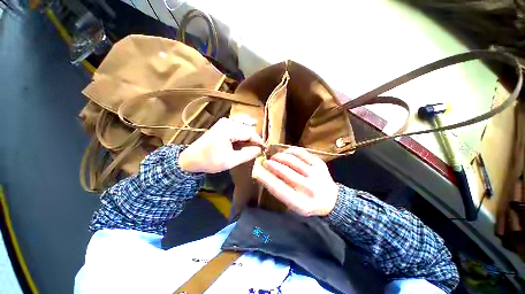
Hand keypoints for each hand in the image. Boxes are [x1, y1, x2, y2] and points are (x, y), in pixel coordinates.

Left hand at [179, 116, 262, 172]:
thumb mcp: (231, 161)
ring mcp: (225, 121)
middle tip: (257, 149)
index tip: (263, 150)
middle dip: (254, 139)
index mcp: (229, 129)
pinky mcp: (223, 124)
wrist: (191, 159)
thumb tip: (260, 149)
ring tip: (252, 145)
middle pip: (248, 128)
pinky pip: (239, 124)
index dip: (259, 142)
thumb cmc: (210, 161)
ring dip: (250, 134)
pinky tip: (245, 139)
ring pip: (245, 125)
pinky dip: (244, 131)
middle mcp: (228, 121)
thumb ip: (248, 154)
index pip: (251, 133)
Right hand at [253, 147, 338, 216]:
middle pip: (284, 171)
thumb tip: (264, 174)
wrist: (331, 200)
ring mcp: (316, 174)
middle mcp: (309, 188)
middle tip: (265, 161)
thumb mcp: (293, 204)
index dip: (265, 177)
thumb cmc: (307, 203)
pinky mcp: (319, 163)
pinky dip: (290, 151)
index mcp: (301, 203)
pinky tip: (285, 153)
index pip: (278, 187)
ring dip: (279, 156)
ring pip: (292, 160)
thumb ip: (279, 191)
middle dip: (271, 164)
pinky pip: (301, 152)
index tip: (256, 170)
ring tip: (274, 157)